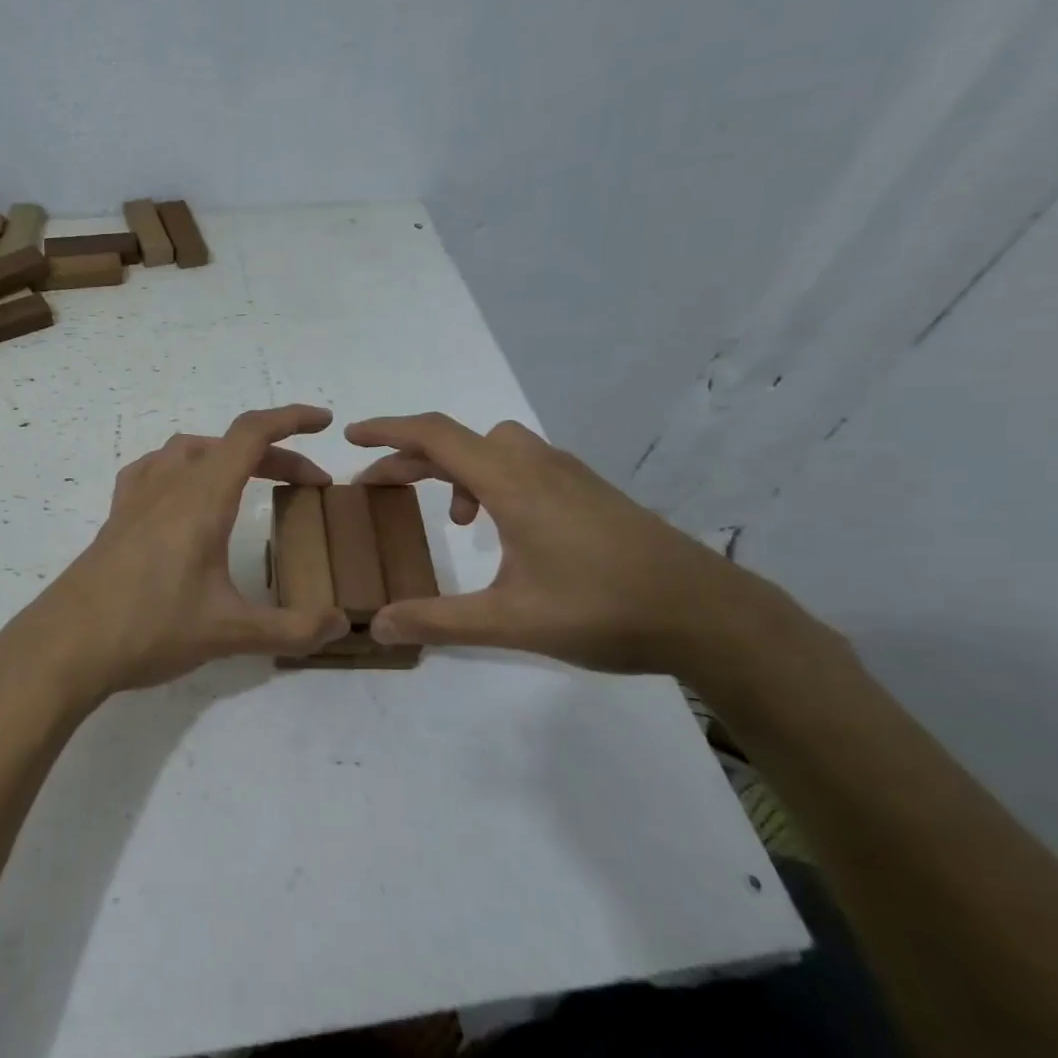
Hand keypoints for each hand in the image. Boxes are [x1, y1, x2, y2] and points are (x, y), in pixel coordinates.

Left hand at [0, 405, 350, 710]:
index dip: (291, 419)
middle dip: (275, 455)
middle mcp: (168, 485)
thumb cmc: (150, 629)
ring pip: (187, 450)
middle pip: (227, 445)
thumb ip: (291, 629)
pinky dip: (182, 468)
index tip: (323, 421)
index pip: (251, 434)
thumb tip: (339, 623)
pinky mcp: (116, 518)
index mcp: (201, 498)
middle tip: (307, 485)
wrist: (66, 646)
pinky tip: (184, 498)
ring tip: (249, 483)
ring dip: (226, 456)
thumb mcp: (229, 633)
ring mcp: (136, 498)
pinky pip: (153, 470)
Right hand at [347, 413, 793, 677]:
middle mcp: (537, 465)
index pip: (435, 435)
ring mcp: (569, 476)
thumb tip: (377, 627)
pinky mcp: (589, 492)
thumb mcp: (510, 622)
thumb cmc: (604, 610)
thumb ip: (438, 621)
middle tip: (377, 488)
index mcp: (512, 484)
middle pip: (459, 439)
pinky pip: (523, 465)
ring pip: (494, 448)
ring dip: (456, 469)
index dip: (387, 431)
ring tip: (450, 519)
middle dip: (411, 458)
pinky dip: (492, 481)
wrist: (708, 614)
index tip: (350, 436)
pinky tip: (502, 530)